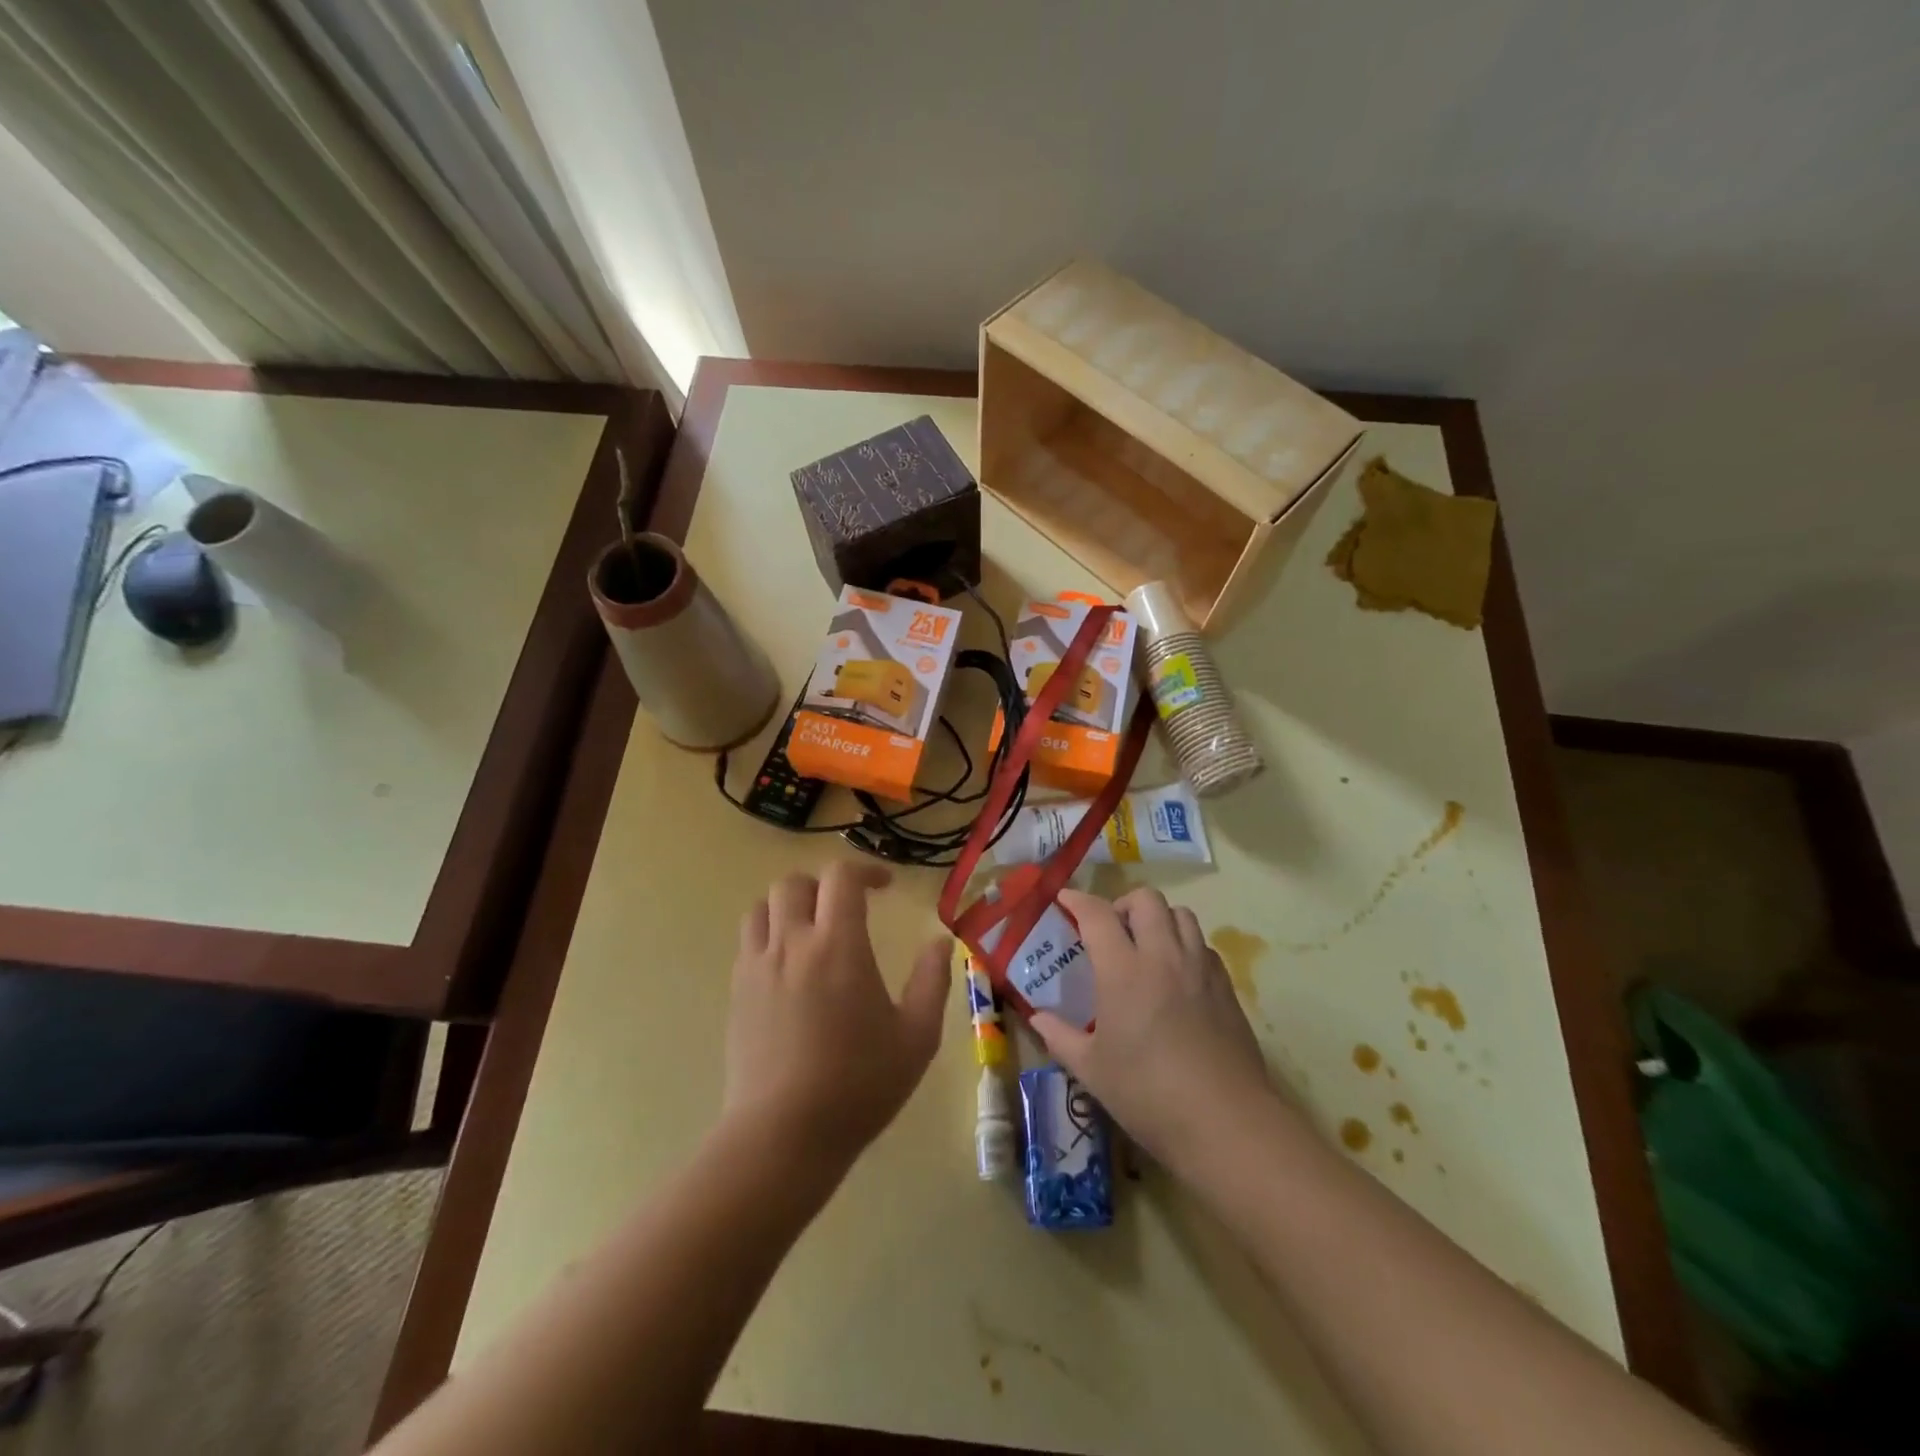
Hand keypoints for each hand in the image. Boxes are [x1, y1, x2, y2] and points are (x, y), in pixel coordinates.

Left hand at [725, 862, 950, 1173]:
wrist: (782, 1136)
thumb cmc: (858, 1085)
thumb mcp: (917, 1037)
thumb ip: (932, 981)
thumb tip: (940, 942)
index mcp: (838, 945)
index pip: (840, 877)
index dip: (865, 870)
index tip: (884, 887)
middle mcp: (792, 944)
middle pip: (794, 882)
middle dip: (823, 884)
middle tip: (847, 907)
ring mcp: (757, 967)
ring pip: (762, 907)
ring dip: (790, 905)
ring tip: (812, 929)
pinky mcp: (736, 993)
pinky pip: (748, 943)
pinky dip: (770, 936)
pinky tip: (789, 969)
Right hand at [1031, 888, 1277, 1175]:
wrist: (1226, 1123)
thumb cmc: (1148, 1094)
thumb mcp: (1092, 1070)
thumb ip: (1060, 1037)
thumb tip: (1037, 1019)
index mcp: (1123, 971)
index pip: (1097, 915)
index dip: (1077, 900)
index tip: (1064, 900)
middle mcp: (1163, 956)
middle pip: (1146, 900)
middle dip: (1122, 904)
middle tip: (1110, 931)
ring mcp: (1199, 968)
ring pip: (1181, 914)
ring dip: (1158, 919)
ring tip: (1145, 947)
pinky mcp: (1226, 987)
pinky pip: (1203, 945)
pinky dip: (1185, 945)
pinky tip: (1176, 976)